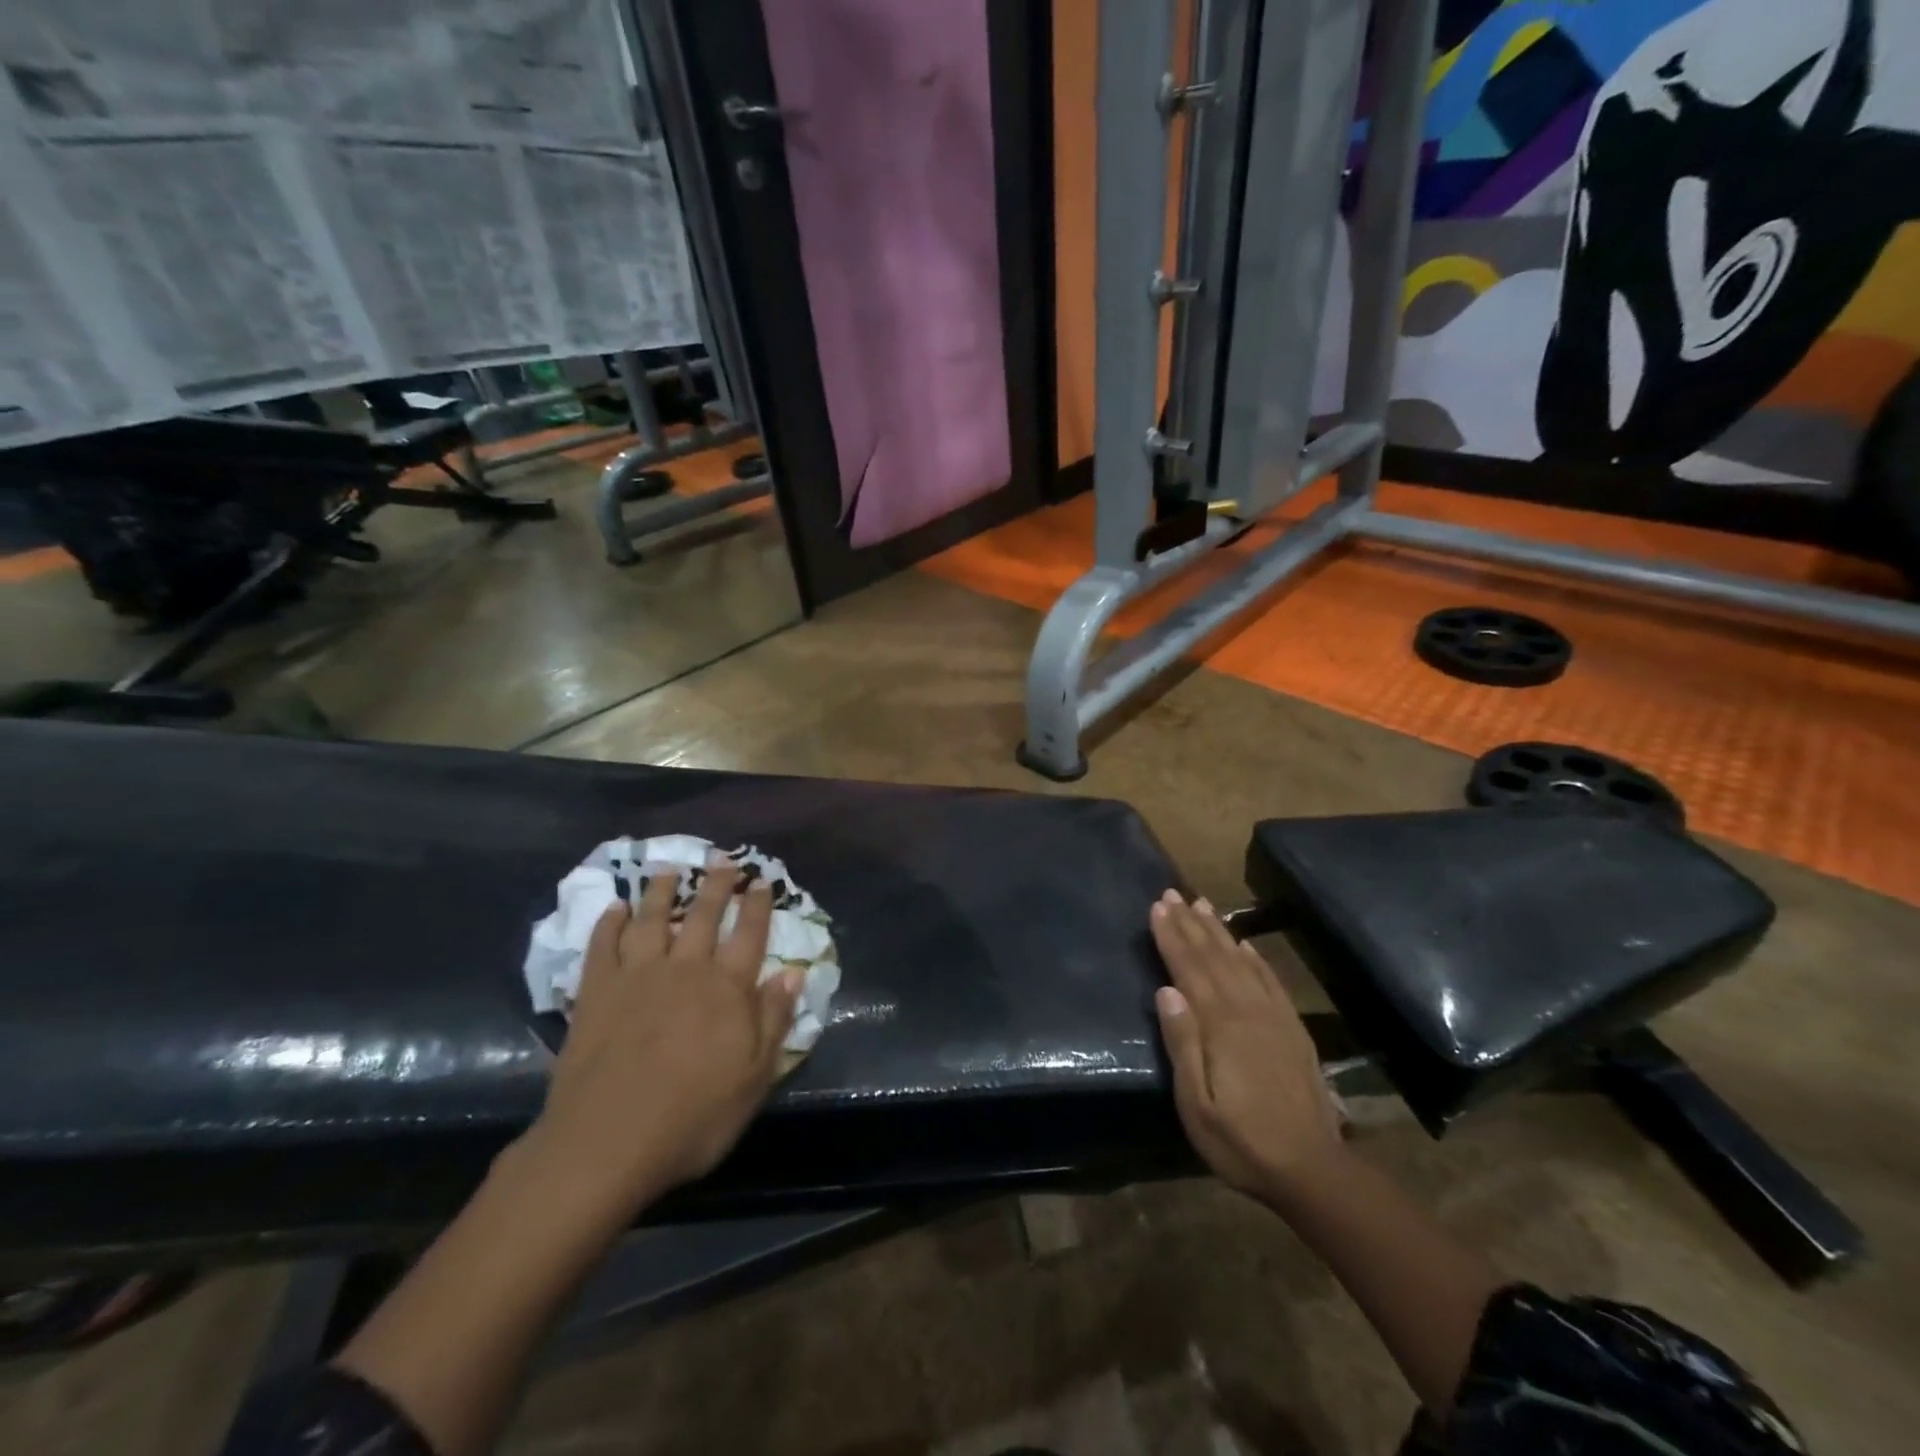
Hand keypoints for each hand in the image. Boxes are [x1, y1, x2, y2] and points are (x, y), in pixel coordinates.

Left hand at [520, 859, 802, 1217]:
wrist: (606, 1143)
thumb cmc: (692, 1118)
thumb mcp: (753, 1078)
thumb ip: (774, 1020)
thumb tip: (792, 974)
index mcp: (727, 989)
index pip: (750, 934)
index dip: (758, 905)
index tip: (762, 880)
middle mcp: (686, 969)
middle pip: (705, 915)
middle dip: (717, 885)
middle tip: (722, 860)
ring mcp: (638, 976)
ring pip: (653, 920)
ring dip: (663, 892)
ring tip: (669, 869)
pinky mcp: (597, 992)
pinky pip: (603, 946)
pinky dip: (610, 923)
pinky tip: (615, 909)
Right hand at [1151, 890, 1343, 1201]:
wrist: (1312, 1170)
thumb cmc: (1241, 1142)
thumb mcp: (1197, 1104)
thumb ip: (1182, 1044)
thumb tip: (1165, 991)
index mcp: (1220, 1025)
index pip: (1189, 968)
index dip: (1171, 936)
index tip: (1157, 907)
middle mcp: (1247, 1010)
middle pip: (1213, 956)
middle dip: (1190, 923)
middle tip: (1172, 893)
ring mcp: (1274, 1017)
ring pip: (1240, 961)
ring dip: (1218, 931)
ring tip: (1202, 904)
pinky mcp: (1293, 1029)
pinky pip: (1270, 980)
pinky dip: (1254, 957)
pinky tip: (1244, 944)